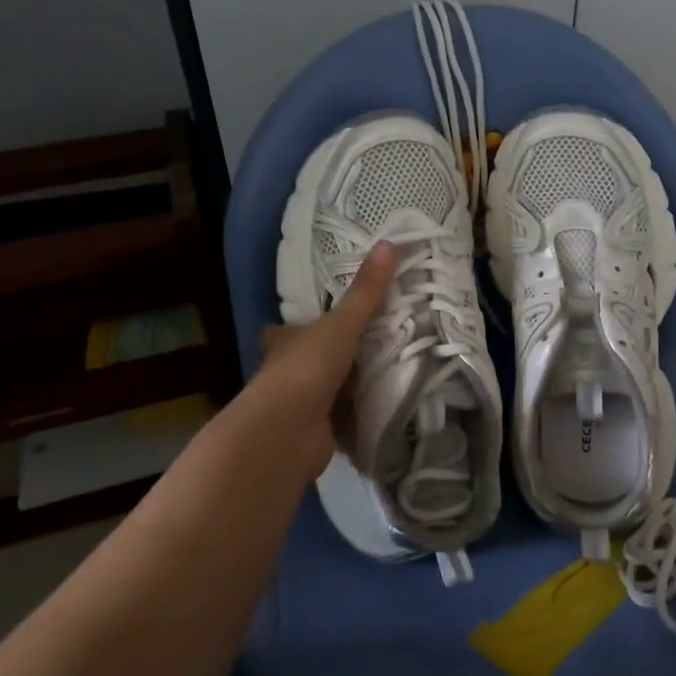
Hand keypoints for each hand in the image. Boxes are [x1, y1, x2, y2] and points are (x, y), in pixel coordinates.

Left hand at [248, 242, 396, 482]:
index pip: (288, 329)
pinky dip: (359, 415)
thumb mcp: (341, 324)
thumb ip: (366, 292)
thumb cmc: (306, 368)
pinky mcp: (317, 433)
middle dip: (333, 355)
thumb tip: (390, 243)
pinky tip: (384, 408)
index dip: (303, 324)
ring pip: (328, 389)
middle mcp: (286, 372)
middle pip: (310, 358)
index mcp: (284, 342)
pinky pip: (343, 418)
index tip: (328, 318)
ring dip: (350, 385)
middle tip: (374, 343)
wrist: (286, 432)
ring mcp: (300, 405)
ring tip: (389, 371)